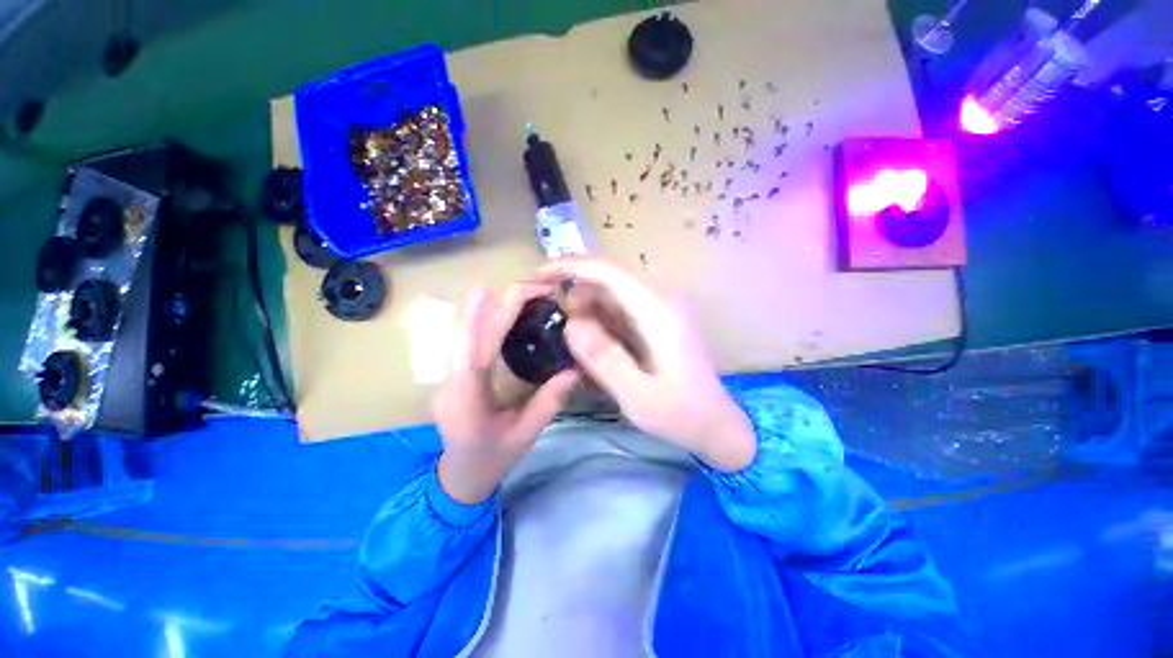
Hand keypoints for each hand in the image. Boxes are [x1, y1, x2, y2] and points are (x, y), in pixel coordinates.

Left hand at [433, 285, 577, 503]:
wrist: (460, 475)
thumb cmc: (492, 458)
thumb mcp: (525, 435)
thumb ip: (549, 402)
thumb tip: (574, 370)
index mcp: (467, 398)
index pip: (470, 351)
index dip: (478, 317)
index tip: (494, 289)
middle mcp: (451, 381)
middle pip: (466, 334)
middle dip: (494, 304)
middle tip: (531, 287)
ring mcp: (448, 376)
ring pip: (463, 332)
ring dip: (488, 308)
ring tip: (522, 293)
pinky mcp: (454, 373)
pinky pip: (467, 339)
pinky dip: (484, 319)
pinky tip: (503, 311)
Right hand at [538, 258, 755, 471]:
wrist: (718, 425)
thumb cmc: (682, 414)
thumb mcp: (638, 396)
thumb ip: (604, 359)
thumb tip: (571, 323)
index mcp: (657, 312)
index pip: (609, 272)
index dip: (571, 267)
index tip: (538, 274)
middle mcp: (660, 302)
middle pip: (608, 281)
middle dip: (575, 293)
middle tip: (551, 319)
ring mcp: (659, 311)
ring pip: (612, 296)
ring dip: (586, 310)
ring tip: (569, 339)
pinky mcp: (657, 323)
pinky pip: (620, 312)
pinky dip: (599, 322)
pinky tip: (590, 346)